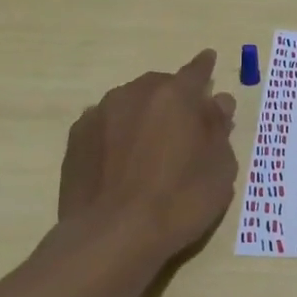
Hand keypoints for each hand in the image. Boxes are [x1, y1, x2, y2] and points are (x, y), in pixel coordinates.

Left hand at [53, 49, 238, 261]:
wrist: (112, 236)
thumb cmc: (179, 201)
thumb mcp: (219, 168)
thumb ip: (219, 129)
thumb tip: (217, 102)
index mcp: (175, 96)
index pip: (196, 71)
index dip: (205, 67)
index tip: (209, 59)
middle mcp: (135, 93)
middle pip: (160, 86)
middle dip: (174, 98)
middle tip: (184, 125)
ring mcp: (100, 113)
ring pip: (130, 103)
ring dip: (144, 115)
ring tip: (151, 146)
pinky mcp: (76, 138)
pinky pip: (106, 124)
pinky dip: (118, 133)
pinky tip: (123, 160)